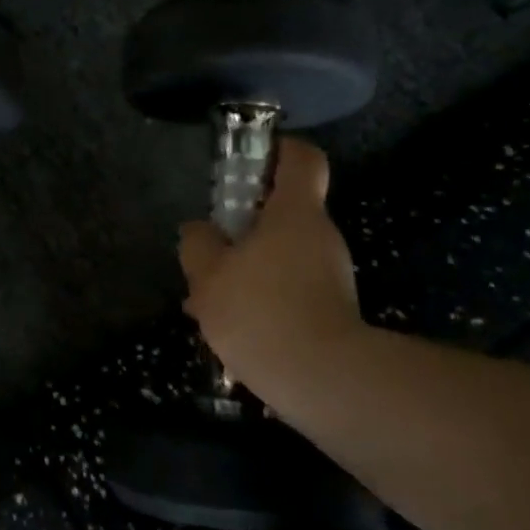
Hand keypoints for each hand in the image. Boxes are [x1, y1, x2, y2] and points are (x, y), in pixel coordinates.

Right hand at [178, 137, 365, 416]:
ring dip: (246, 269)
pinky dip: (261, 297)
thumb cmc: (261, 311)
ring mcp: (331, 274)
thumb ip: (198, 245)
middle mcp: (320, 236)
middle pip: (284, 212)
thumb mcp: (208, 275)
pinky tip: (230, 328)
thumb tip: (198, 231)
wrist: (322, 379)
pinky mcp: (331, 310)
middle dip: (243, 227)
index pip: (302, 158)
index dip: (278, 150)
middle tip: (207, 250)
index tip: (250, 162)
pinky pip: (288, 288)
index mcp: (295, 213)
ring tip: (206, 301)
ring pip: (281, 256)